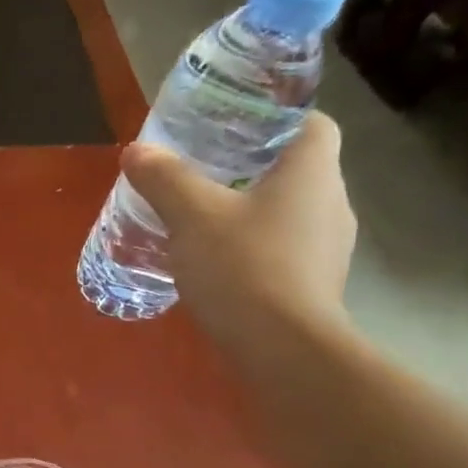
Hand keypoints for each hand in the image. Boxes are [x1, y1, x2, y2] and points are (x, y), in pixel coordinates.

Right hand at [120, 111, 355, 358]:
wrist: (282, 349)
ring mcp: (328, 247)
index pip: (310, 123)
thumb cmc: (243, 266)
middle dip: (252, 167)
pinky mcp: (314, 284)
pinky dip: (254, 249)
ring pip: (287, 212)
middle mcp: (331, 201)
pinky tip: (217, 265)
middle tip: (204, 173)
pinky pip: (283, 250)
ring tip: (203, 221)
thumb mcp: (191, 216)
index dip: (275, 119)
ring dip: (251, 211)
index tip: (233, 129)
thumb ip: (164, 179)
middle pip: (295, 169)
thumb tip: (136, 151)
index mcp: (312, 171)